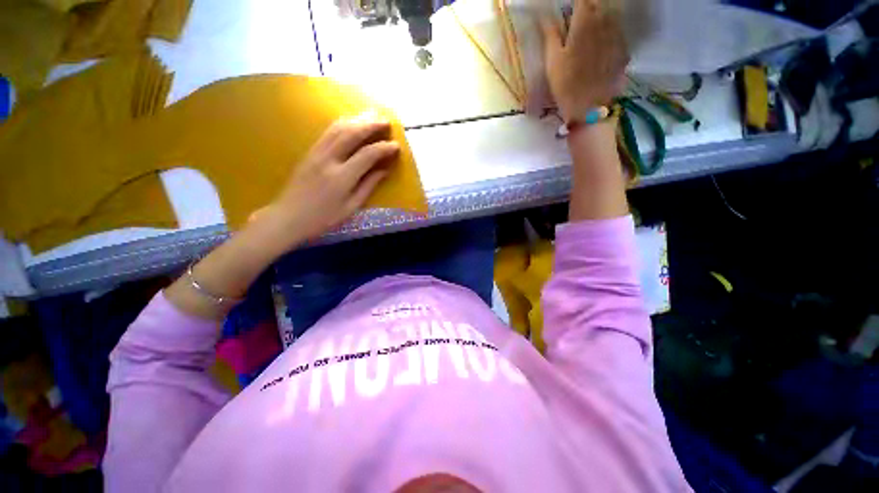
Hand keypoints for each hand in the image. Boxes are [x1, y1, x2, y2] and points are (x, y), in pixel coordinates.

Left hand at [164, 116, 399, 319]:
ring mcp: (316, 153)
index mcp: (341, 177)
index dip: (384, 148)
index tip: (396, 145)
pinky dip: (342, 124)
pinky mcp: (309, 152)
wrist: (288, 217)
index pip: (367, 154)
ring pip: (338, 128)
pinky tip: (351, 122)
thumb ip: (368, 186)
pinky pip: (328, 132)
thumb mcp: (351, 207)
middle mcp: (328, 159)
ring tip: (371, 115)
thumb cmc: (323, 218)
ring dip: (356, 119)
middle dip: (371, 124)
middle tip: (386, 120)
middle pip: (352, 133)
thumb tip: (384, 170)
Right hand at [541, 0, 629, 122]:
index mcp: (584, 22)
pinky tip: (600, 41)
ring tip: (589, 26)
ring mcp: (616, 35)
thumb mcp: (552, 60)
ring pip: (610, 14)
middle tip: (578, 17)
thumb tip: (544, 14)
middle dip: (588, 5)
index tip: (569, 7)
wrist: (588, 107)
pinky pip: (617, 31)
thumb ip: (550, 34)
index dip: (576, 2)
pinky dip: (609, 30)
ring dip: (600, 15)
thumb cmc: (565, 84)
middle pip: (598, 2)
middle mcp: (604, 22)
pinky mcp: (623, 49)